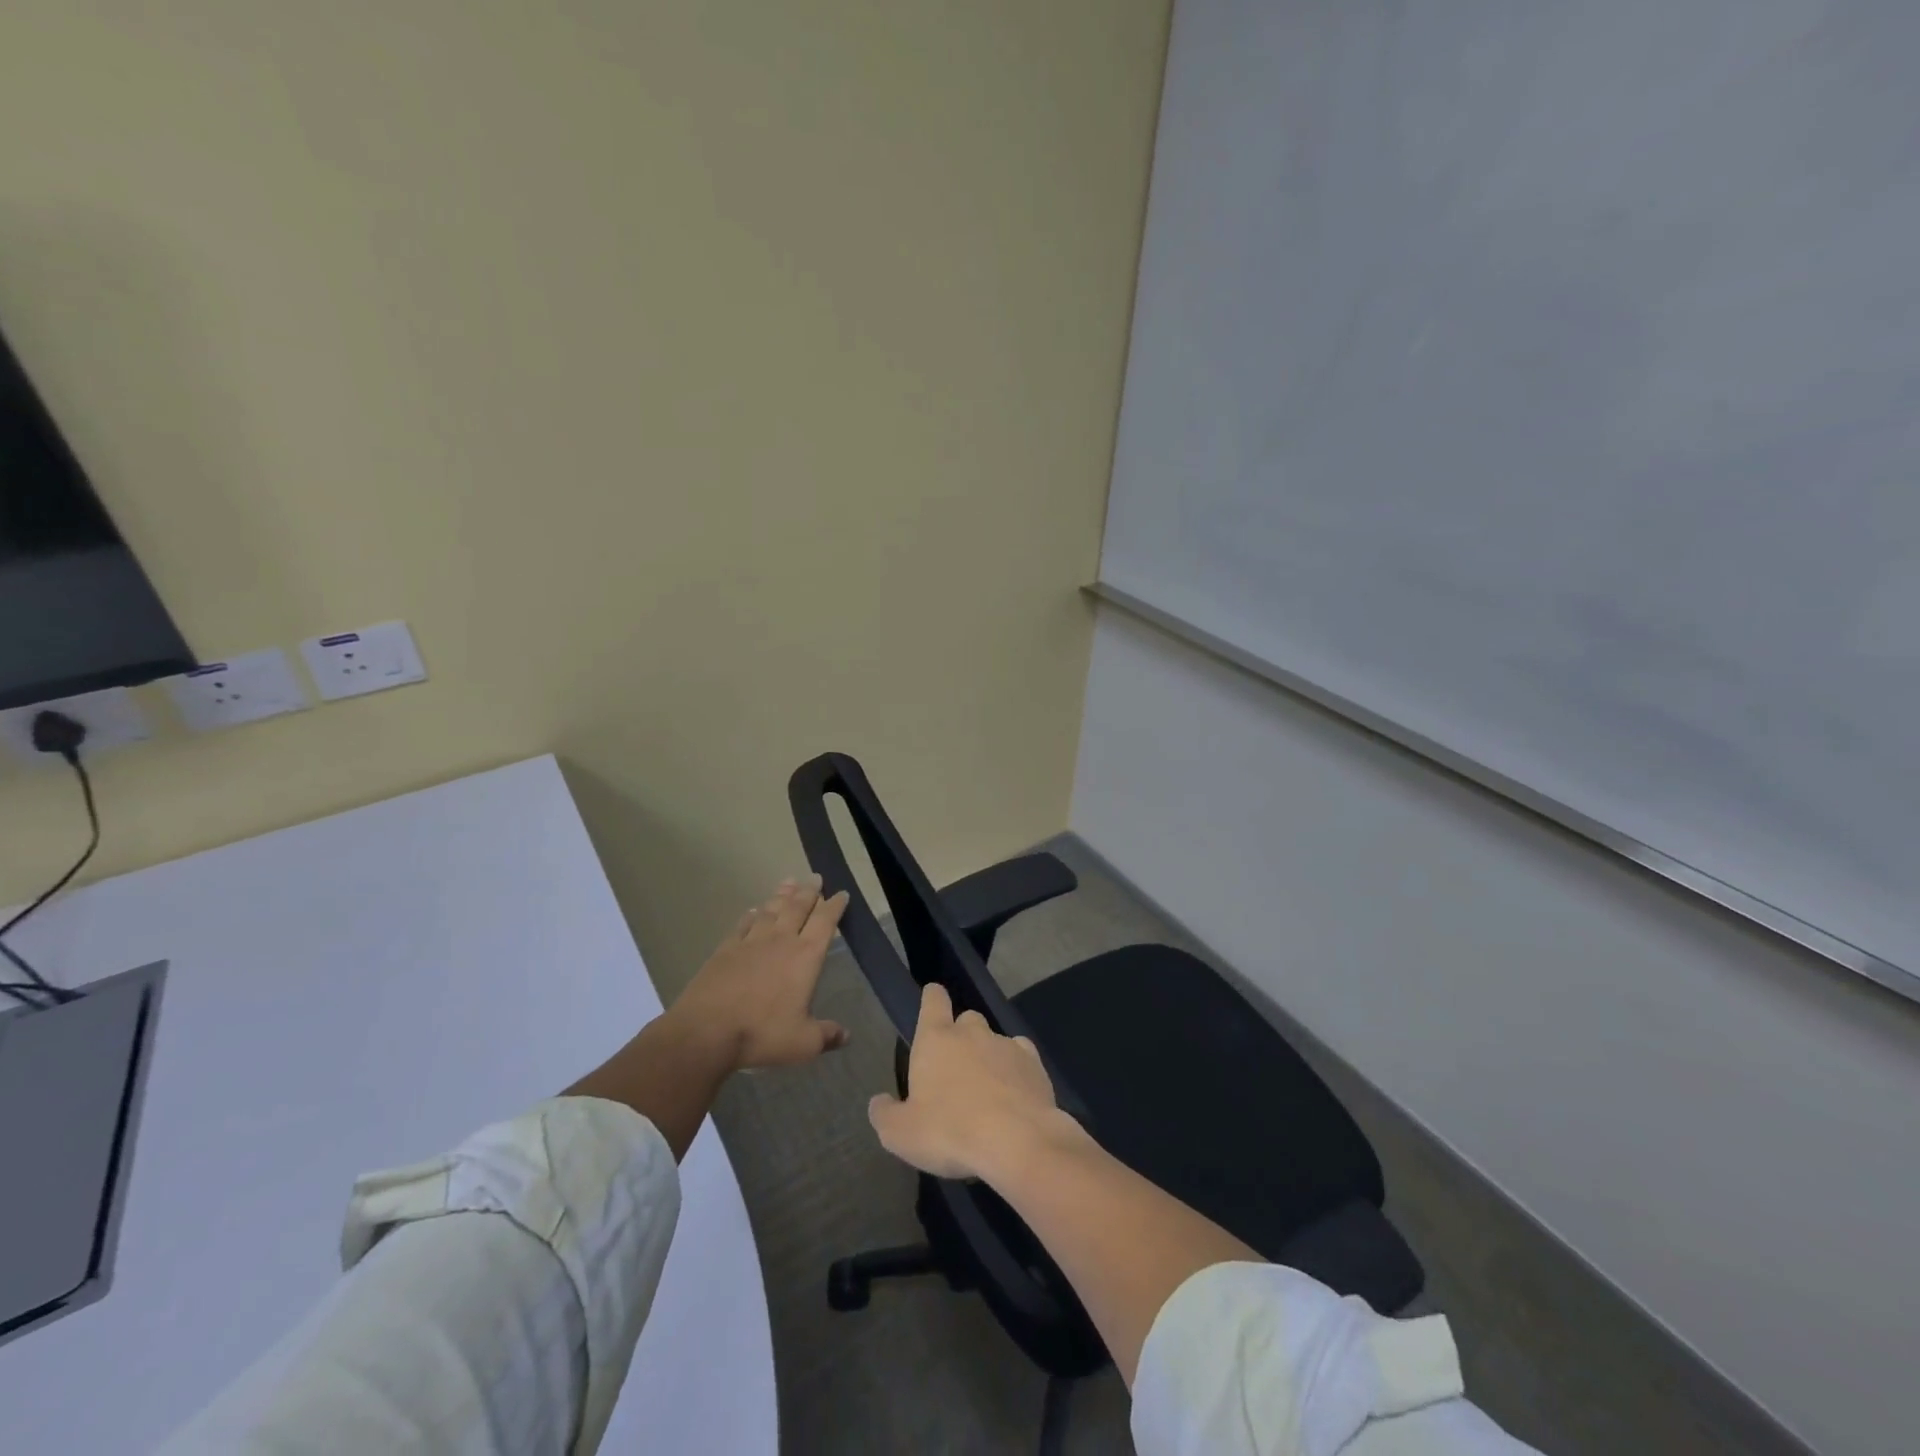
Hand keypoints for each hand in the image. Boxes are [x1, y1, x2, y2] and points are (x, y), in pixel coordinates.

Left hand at [669, 876, 851, 1071]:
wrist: (706, 1031)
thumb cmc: (762, 1034)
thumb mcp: (803, 1043)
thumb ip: (826, 1036)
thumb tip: (846, 1036)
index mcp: (805, 957)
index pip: (825, 922)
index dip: (835, 906)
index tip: (841, 893)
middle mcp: (781, 941)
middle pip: (798, 907)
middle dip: (810, 891)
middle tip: (816, 877)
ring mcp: (751, 942)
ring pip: (771, 910)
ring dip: (782, 895)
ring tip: (790, 882)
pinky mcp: (726, 949)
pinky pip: (744, 924)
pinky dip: (752, 915)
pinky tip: (754, 910)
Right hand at [868, 983, 1086, 1180]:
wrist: (1018, 1141)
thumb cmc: (950, 1132)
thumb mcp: (901, 1134)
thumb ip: (885, 1114)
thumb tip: (879, 1102)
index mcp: (936, 1039)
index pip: (933, 1000)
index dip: (932, 998)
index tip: (933, 999)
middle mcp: (972, 1032)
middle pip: (966, 1020)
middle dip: (961, 1037)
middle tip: (956, 1070)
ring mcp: (1006, 1045)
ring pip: (994, 1040)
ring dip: (988, 1057)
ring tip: (987, 1090)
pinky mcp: (1034, 1063)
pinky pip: (1021, 1057)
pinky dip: (1016, 1070)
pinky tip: (1014, 1094)